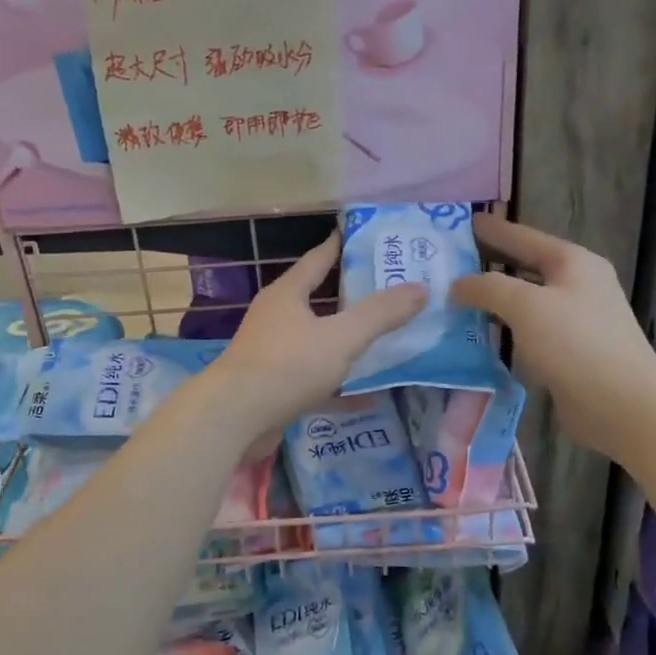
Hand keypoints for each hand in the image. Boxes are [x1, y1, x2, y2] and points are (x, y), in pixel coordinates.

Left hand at [210, 234, 426, 434]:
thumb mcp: (341, 337)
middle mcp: (277, 318)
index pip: (319, 258)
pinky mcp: (275, 386)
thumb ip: (380, 314)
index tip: (367, 236)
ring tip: (385, 337)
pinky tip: (370, 395)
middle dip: (353, 295)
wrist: (235, 418)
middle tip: (391, 290)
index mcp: (288, 294)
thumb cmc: (287, 366)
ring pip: (318, 340)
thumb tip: (420, 288)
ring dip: (346, 341)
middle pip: (319, 299)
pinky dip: (341, 385)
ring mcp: (273, 353)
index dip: (342, 245)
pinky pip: (316, 379)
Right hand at [451, 214, 655, 456]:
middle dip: (490, 265)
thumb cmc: (575, 343)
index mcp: (573, 262)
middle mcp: (577, 286)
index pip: (525, 237)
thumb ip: (487, 288)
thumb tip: (457, 285)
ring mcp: (575, 321)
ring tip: (455, 299)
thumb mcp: (525, 305)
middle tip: (451, 263)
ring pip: (525, 303)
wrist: (622, 404)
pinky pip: (528, 333)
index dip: (494, 229)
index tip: (466, 221)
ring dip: (494, 302)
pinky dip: (505, 331)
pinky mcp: (569, 353)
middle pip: (525, 268)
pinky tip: (478, 337)